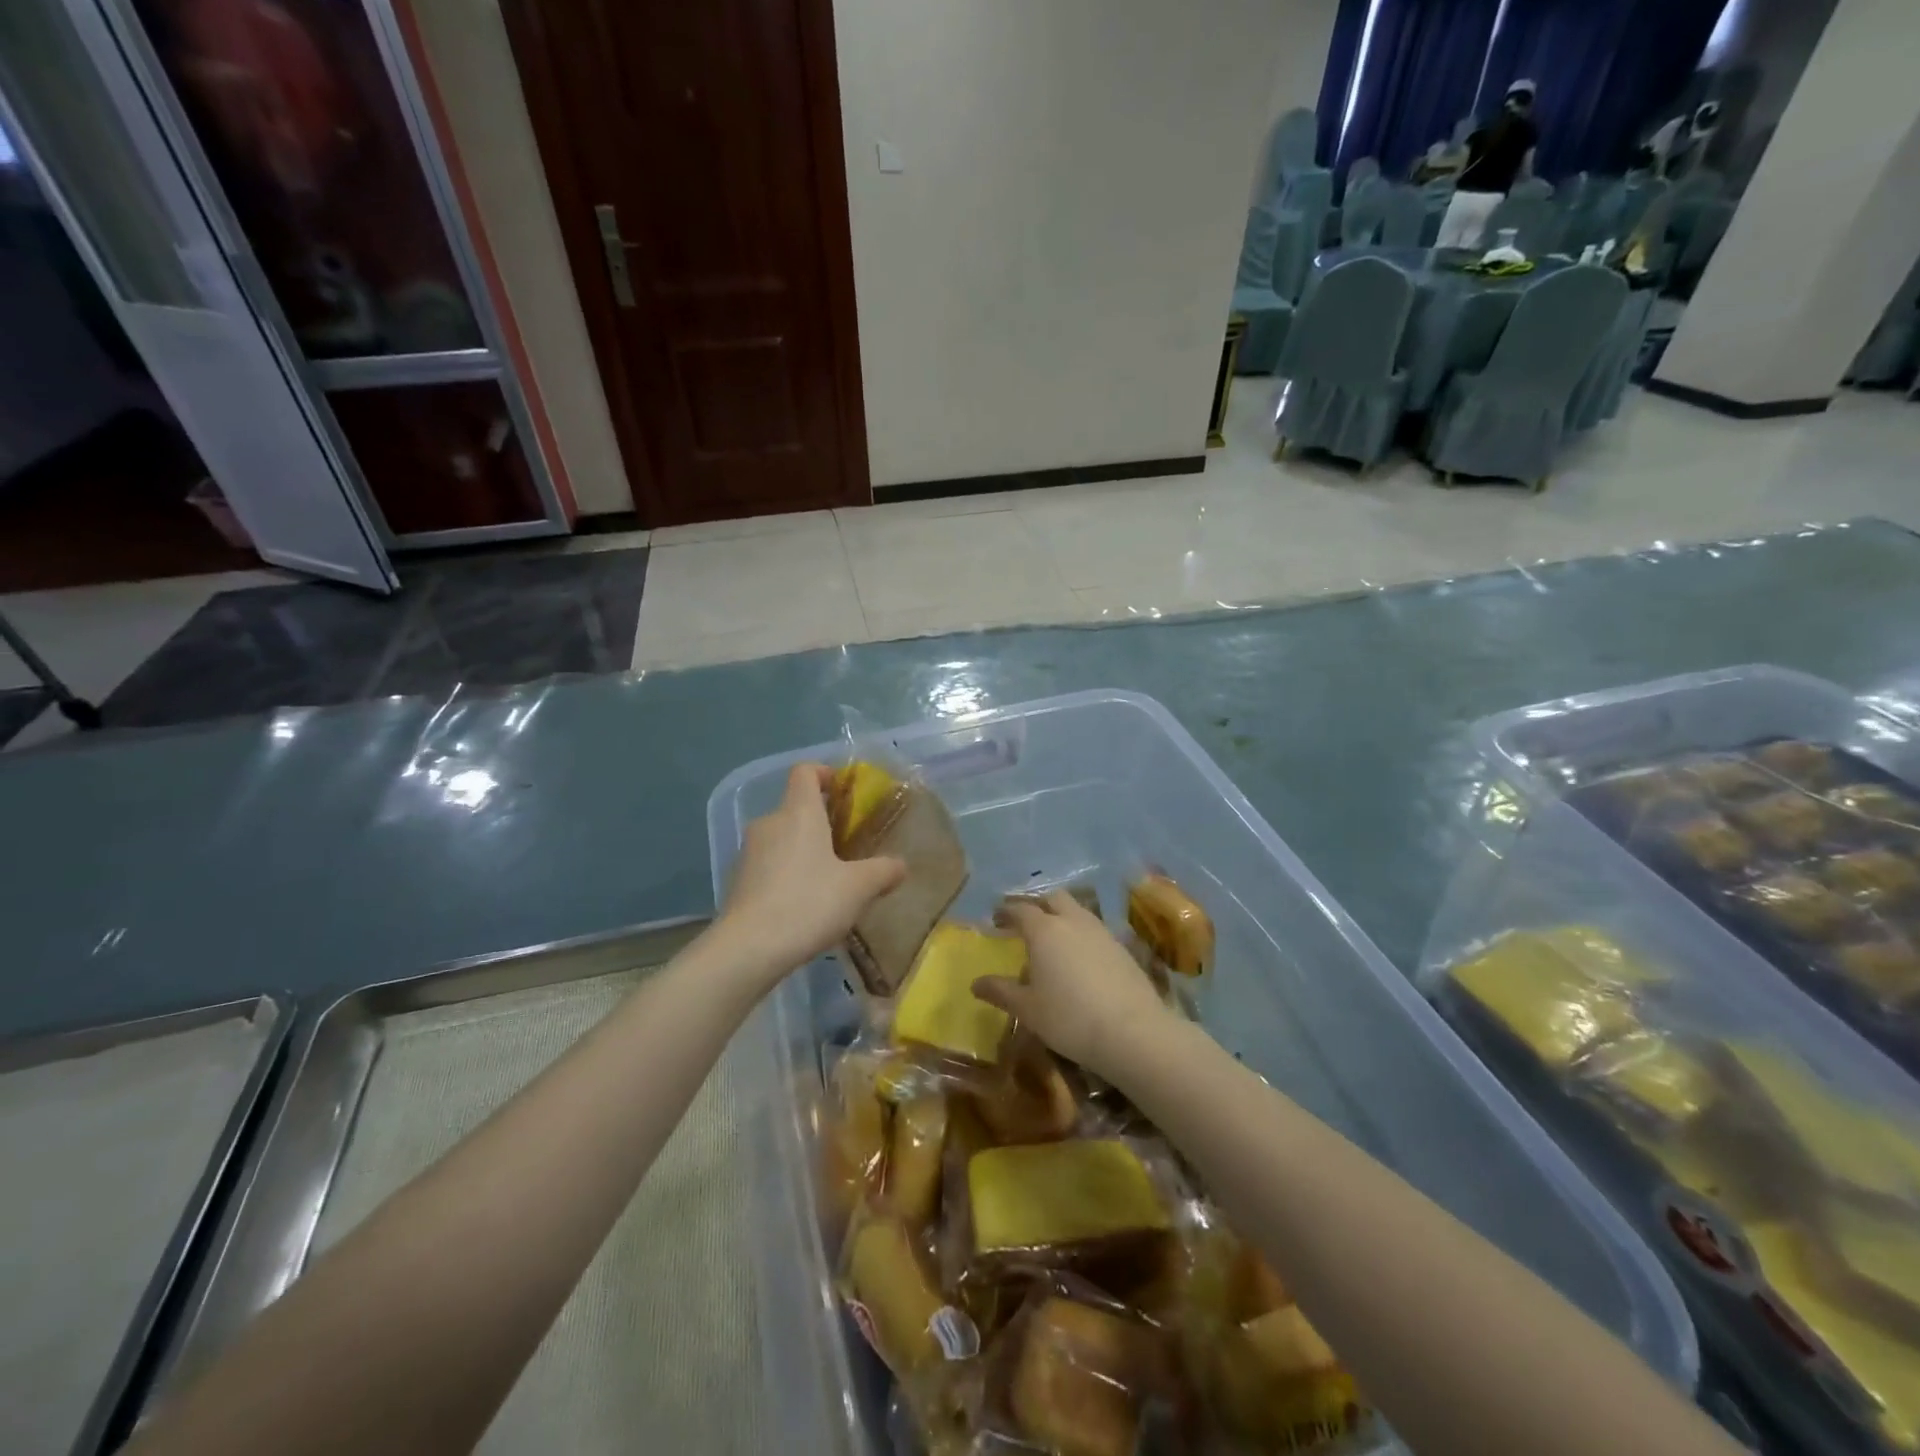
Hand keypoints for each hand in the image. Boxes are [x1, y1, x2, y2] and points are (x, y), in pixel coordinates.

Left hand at [719, 763, 905, 980]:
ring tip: (828, 881)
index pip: (805, 772)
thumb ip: (883, 871)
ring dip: (804, 851)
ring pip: (782, 838)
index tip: (844, 791)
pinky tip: (803, 904)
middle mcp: (770, 823)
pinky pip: (768, 865)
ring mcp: (748, 852)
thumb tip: (900, 865)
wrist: (748, 948)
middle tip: (848, 847)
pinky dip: (786, 874)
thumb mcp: (859, 888)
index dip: (825, 773)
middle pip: (795, 808)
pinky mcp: (738, 880)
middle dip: (821, 822)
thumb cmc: (809, 903)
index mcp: (798, 812)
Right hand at [976, 891, 1173, 1076]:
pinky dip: (1081, 934)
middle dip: (1037, 905)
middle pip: (1053, 898)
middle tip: (1025, 923)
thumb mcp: (1028, 1009)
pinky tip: (1080, 958)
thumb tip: (976, 983)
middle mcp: (1072, 921)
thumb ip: (1001, 991)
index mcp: (1044, 930)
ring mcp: (1101, 931)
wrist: (1133, 1031)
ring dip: (1062, 916)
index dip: (1006, 911)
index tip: (996, 918)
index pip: (1020, 909)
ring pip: (1077, 910)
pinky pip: (1095, 929)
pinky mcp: (1122, 947)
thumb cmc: (1069, 1018)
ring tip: (1053, 939)